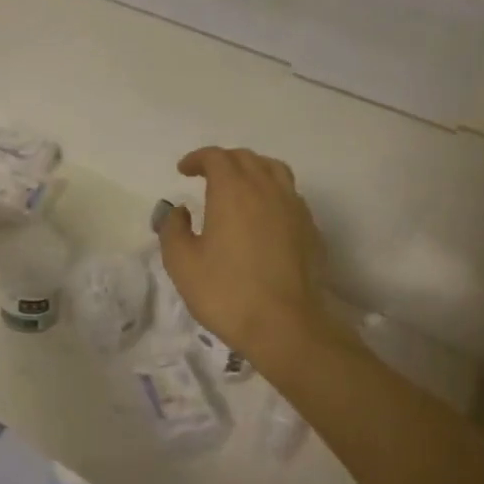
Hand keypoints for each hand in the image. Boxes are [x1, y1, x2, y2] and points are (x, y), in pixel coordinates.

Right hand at [156, 147, 334, 367]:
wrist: (285, 326)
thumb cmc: (227, 292)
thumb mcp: (182, 263)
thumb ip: (173, 229)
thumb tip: (179, 211)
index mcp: (233, 190)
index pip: (216, 157)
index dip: (197, 158)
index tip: (184, 170)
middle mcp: (266, 189)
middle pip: (246, 158)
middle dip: (223, 161)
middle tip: (206, 176)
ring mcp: (294, 207)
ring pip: (274, 170)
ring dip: (252, 169)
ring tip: (239, 186)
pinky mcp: (311, 228)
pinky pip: (290, 195)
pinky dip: (272, 192)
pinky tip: (263, 214)